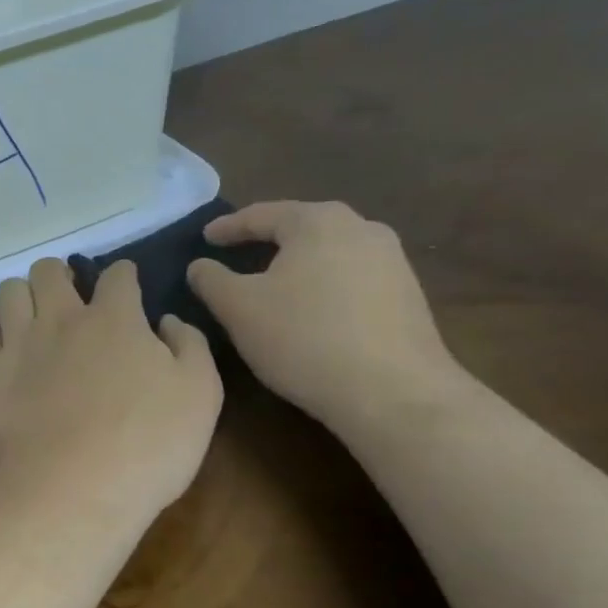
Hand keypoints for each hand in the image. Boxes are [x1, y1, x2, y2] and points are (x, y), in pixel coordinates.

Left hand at [0, 258, 222, 523]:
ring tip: (34, 318)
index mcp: (115, 318)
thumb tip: (168, 321)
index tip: (127, 284)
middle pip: (49, 270)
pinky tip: (5, 354)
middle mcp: (61, 319)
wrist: (74, 489)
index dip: (124, 274)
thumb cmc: (148, 444)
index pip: (117, 275)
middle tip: (72, 298)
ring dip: (23, 296)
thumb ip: (189, 346)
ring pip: (9, 292)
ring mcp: (20, 345)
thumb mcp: (201, 394)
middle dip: (61, 274)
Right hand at [186, 201, 459, 426]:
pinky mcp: (408, 295)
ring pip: (330, 252)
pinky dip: (324, 285)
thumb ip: (211, 280)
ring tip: (273, 282)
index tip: (205, 238)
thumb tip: (199, 265)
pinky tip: (312, 310)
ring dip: (298, 263)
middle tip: (238, 253)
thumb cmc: (304, 339)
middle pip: (302, 227)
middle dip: (267, 239)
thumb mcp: (239, 309)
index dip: (228, 227)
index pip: (262, 214)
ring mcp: (392, 261)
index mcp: (318, 221)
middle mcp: (361, 228)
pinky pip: (352, 278)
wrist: (394, 393)